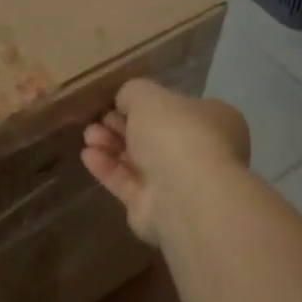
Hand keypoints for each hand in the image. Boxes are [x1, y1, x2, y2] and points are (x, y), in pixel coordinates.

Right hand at [81, 79, 249, 245]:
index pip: (177, 108)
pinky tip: (88, 156)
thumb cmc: (176, 134)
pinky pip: (127, 183)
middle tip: (98, 119)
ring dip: (111, 146)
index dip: (146, 104)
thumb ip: (133, 93)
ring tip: (88, 136)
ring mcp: (178, 183)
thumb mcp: (149, 96)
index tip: (117, 102)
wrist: (184, 194)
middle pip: (154, 135)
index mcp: (213, 120)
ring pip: (138, 160)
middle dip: (122, 126)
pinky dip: (107, 168)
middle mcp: (199, 152)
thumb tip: (125, 101)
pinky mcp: (154, 208)